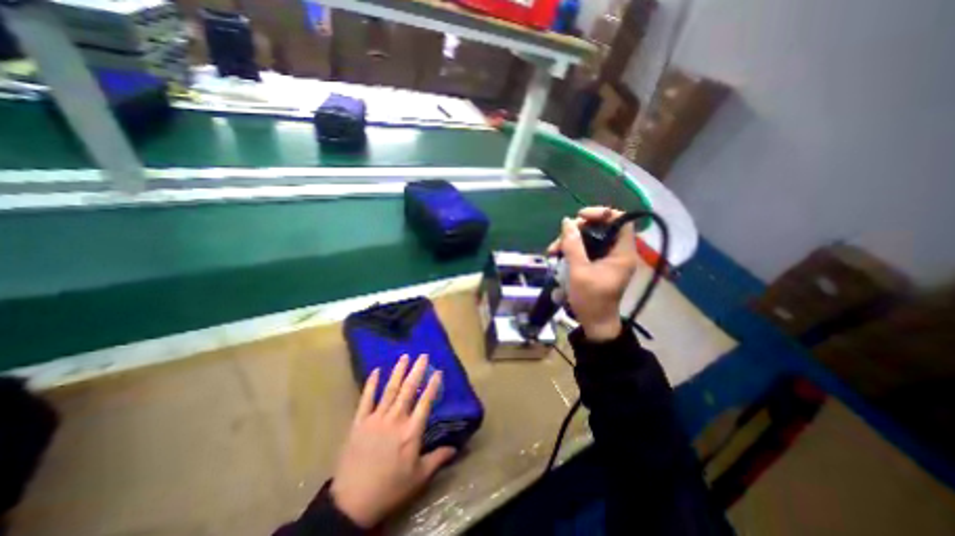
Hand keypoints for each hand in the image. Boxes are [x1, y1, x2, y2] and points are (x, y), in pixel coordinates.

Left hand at [333, 353, 457, 525]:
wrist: (352, 503)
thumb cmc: (390, 489)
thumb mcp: (419, 477)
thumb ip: (438, 459)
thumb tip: (456, 448)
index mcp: (411, 432)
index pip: (425, 402)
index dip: (433, 386)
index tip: (438, 371)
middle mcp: (395, 419)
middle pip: (408, 390)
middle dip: (417, 371)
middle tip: (423, 355)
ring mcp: (376, 419)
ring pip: (390, 390)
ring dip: (398, 372)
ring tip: (405, 356)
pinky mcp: (359, 422)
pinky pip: (366, 399)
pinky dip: (371, 384)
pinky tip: (376, 370)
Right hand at [548, 208, 636, 341]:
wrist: (594, 323)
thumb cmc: (590, 299)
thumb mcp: (578, 271)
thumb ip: (573, 245)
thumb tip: (567, 221)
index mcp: (622, 253)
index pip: (620, 221)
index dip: (602, 213)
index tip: (580, 217)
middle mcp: (617, 252)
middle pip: (601, 228)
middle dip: (578, 230)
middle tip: (561, 237)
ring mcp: (607, 259)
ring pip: (589, 239)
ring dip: (570, 241)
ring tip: (552, 250)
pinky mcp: (598, 265)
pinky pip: (585, 249)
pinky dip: (571, 250)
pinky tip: (557, 255)